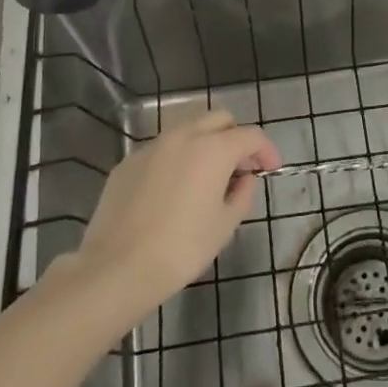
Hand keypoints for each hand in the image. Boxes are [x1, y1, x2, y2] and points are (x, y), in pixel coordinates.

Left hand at [66, 109, 279, 326]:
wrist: (117, 267)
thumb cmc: (181, 249)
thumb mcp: (224, 226)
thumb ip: (242, 195)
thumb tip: (243, 179)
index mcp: (213, 149)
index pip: (250, 135)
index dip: (266, 150)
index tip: (270, 169)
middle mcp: (183, 136)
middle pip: (219, 119)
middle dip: (235, 137)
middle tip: (240, 168)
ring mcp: (152, 146)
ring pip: (188, 128)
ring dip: (205, 143)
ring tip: (207, 176)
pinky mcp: (128, 161)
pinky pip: (162, 149)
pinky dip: (176, 159)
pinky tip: (173, 190)